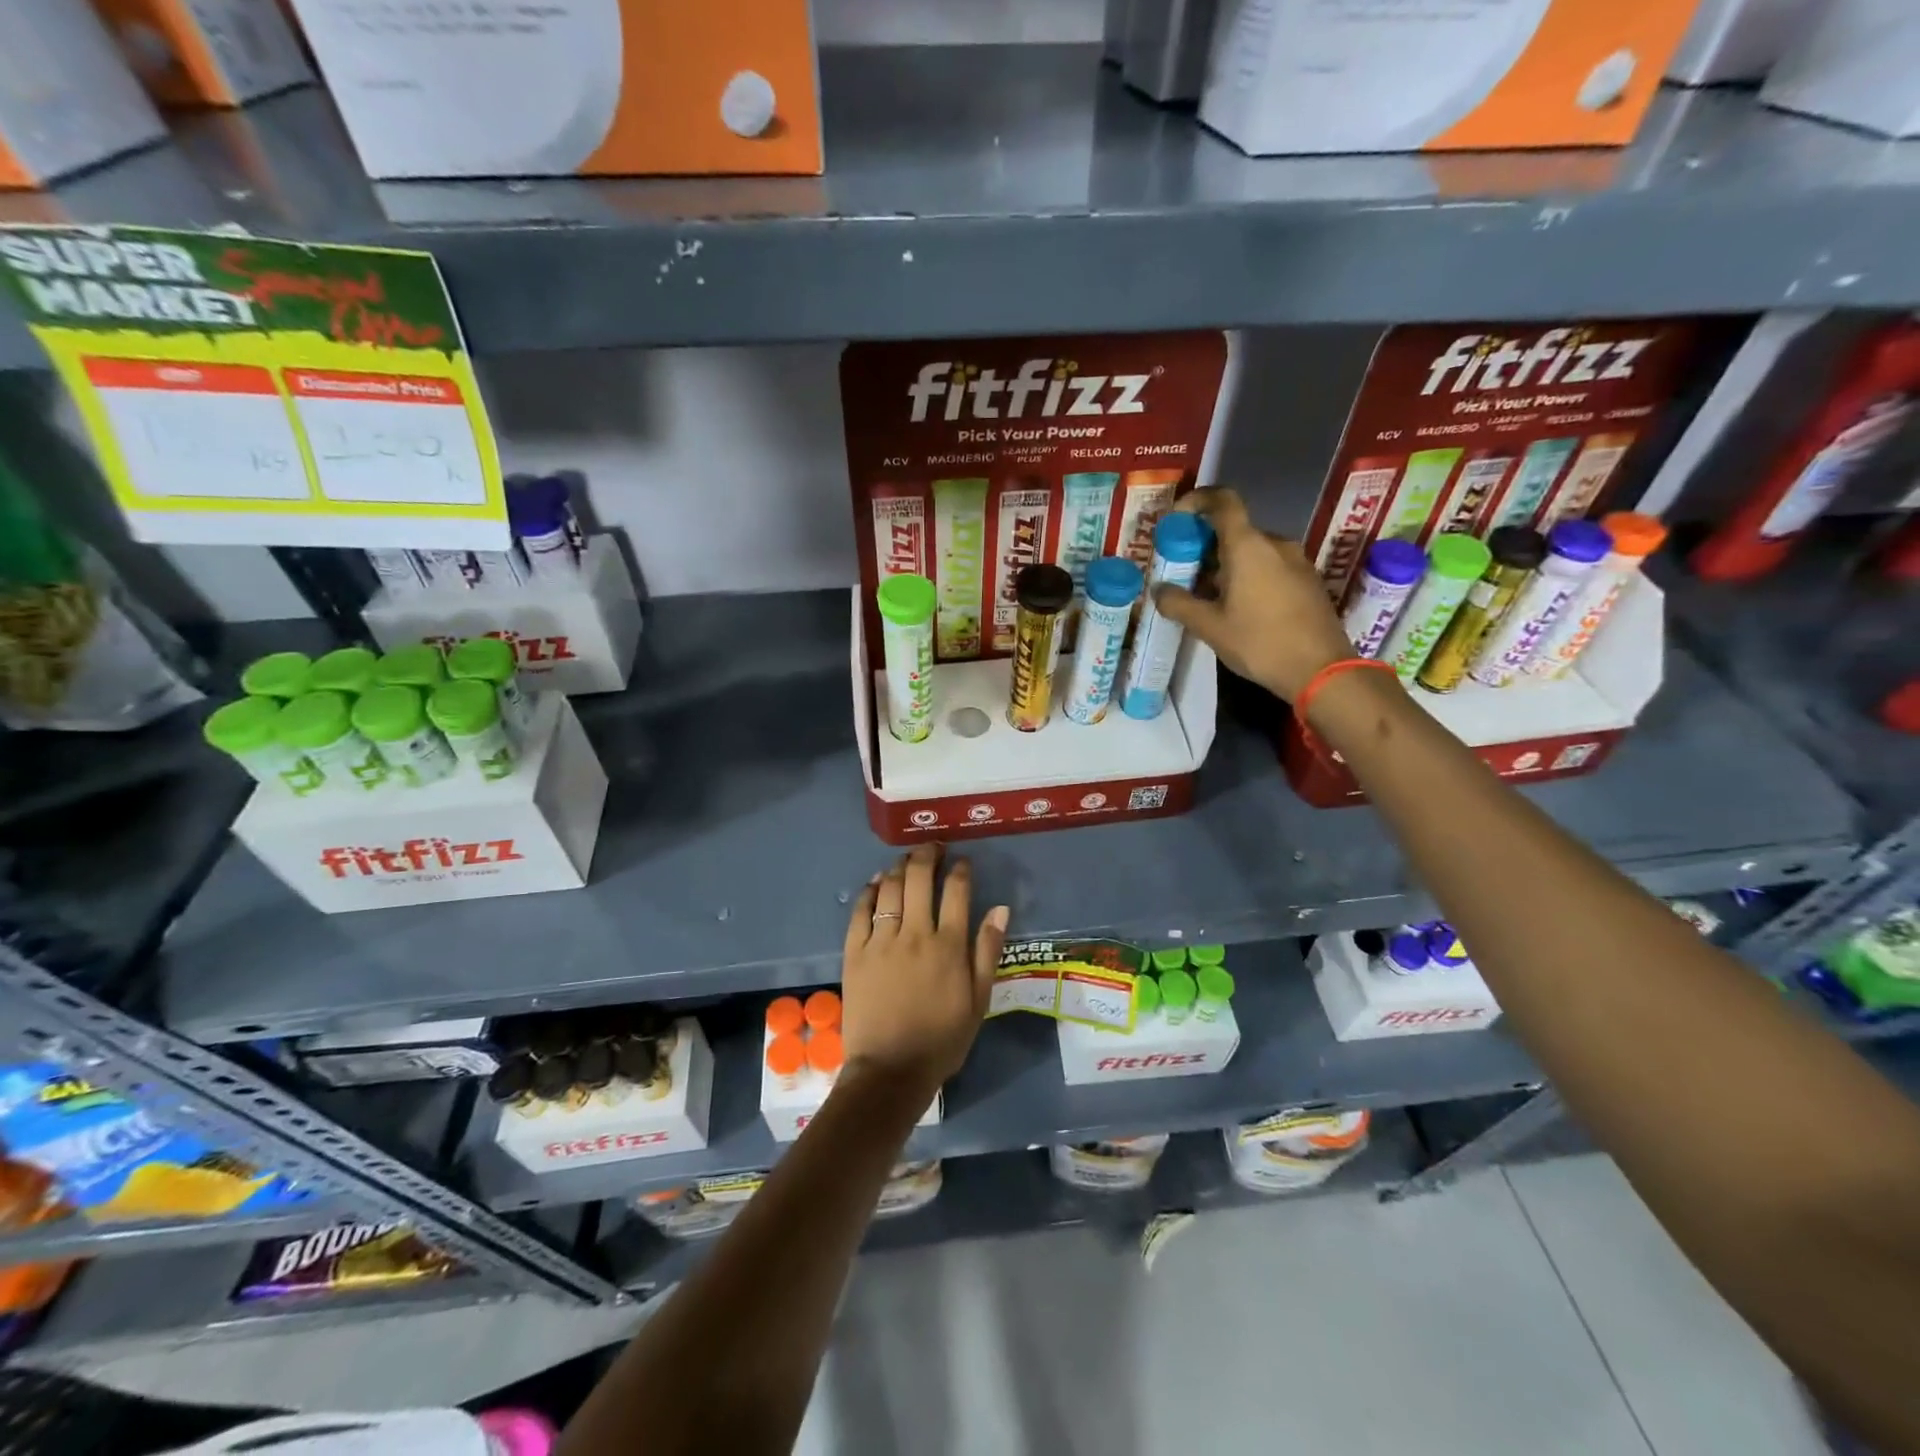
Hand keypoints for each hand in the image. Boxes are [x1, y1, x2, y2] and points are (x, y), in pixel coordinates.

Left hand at [841, 845, 1009, 1094]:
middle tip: (933, 846)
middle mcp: (915, 934)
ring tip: (907, 859)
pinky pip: (860, 911)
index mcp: (948, 946)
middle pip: (920, 879)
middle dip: (928, 855)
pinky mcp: (854, 952)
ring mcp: (881, 941)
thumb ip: (988, 951)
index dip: (961, 870)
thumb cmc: (942, 1039)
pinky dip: (870, 891)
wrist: (890, 1070)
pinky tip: (877, 882)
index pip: (957, 891)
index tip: (963, 861)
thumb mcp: (978, 1000)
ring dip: (900, 866)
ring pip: (891, 888)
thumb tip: (1000, 909)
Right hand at [1154, 487, 1352, 701]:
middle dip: (1206, 545)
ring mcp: (1296, 561)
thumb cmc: (1260, 643)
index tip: (1178, 517)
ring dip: (1227, 564)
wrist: (1321, 670)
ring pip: (1253, 551)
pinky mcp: (1308, 580)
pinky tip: (1239, 608)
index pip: (1223, 501)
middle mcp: (1275, 544)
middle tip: (1184, 571)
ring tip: (1208, 596)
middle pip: (1235, 530)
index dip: (1198, 500)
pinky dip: (1249, 575)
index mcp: (1248, 546)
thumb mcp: (1210, 627)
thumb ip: (1179, 604)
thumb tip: (1158, 590)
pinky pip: (1271, 566)